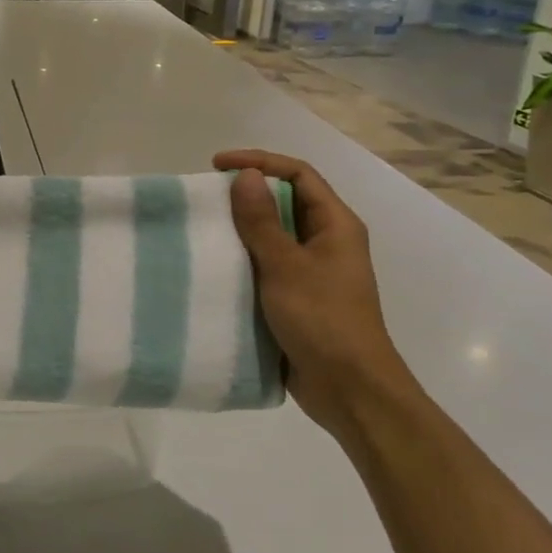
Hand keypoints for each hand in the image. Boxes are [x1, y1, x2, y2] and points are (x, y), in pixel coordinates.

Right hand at [212, 149, 420, 443]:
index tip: (217, 166)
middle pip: (285, 202)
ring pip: (272, 236)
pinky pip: (265, 266)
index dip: (259, 162)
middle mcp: (326, 242)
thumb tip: (245, 175)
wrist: (350, 391)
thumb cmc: (323, 320)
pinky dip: (241, 260)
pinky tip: (213, 267)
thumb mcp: (286, 266)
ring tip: (202, 229)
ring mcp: (312, 272)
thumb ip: (262, 221)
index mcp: (335, 225)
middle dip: (246, 195)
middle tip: (205, 198)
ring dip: (240, 229)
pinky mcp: (296, 298)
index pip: (298, 174)